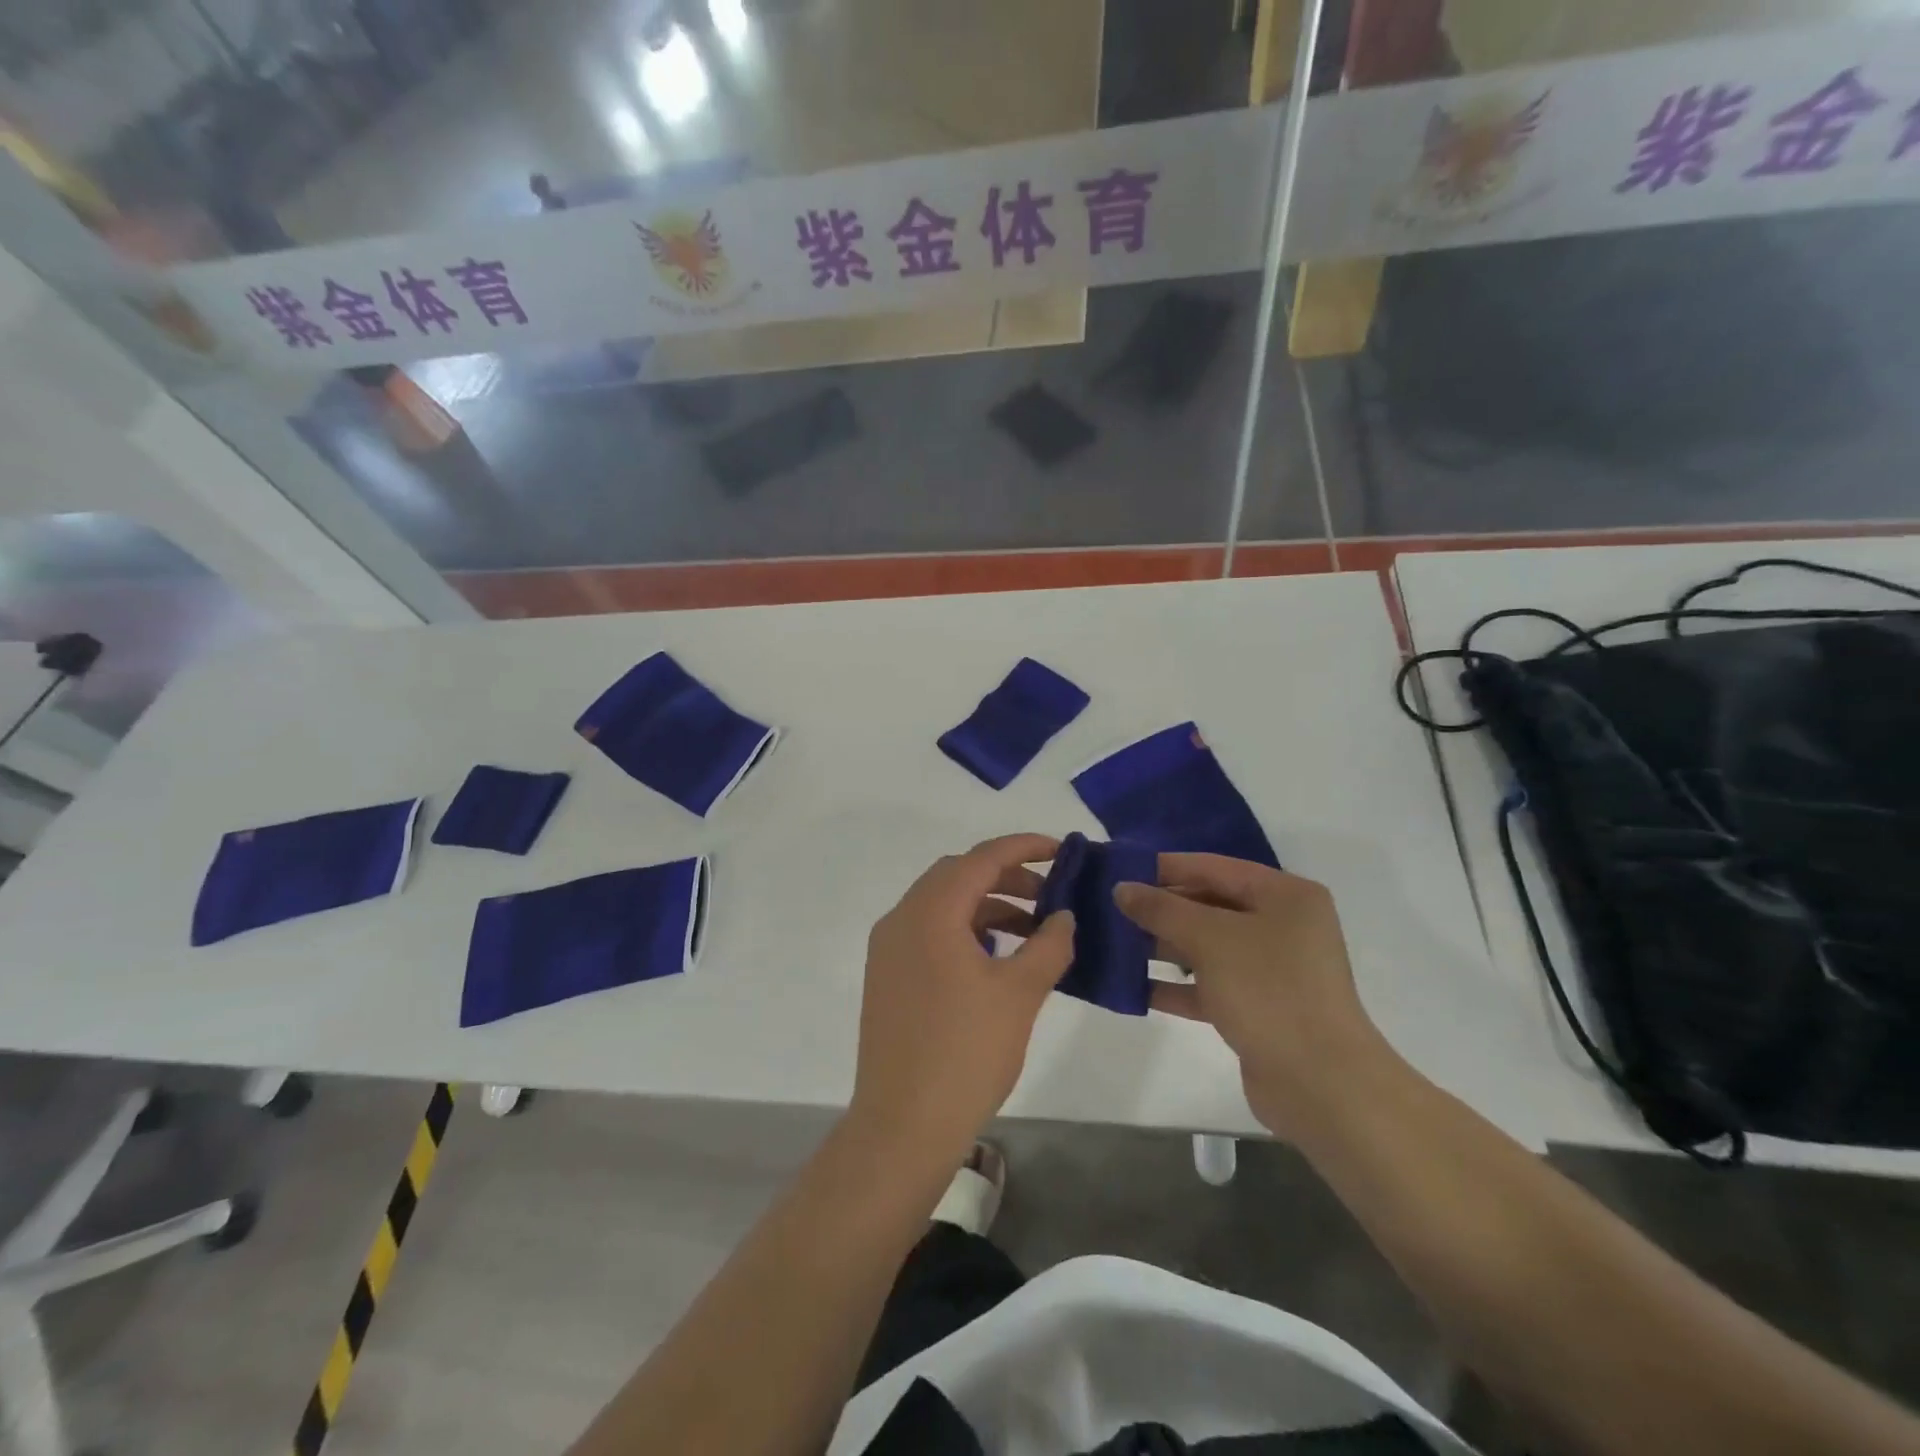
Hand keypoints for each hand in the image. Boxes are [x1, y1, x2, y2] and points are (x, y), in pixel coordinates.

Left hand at [850, 834, 1074, 1165]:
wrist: (903, 1125)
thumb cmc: (966, 1052)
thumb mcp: (1020, 993)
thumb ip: (1049, 944)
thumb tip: (1064, 916)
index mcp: (930, 911)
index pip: (981, 858)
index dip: (1024, 847)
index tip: (1060, 849)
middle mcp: (902, 918)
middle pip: (958, 876)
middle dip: (1007, 878)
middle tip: (1050, 896)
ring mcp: (889, 949)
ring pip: (943, 906)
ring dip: (987, 907)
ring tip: (1032, 932)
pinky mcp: (887, 976)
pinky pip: (930, 933)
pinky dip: (966, 932)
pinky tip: (997, 959)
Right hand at [1115, 855, 1399, 1140]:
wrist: (1321, 1085)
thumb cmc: (1269, 990)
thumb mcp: (1210, 938)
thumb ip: (1162, 909)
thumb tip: (1122, 888)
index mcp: (1284, 895)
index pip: (1214, 867)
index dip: (1164, 867)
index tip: (1119, 869)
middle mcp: (1282, 925)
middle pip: (1209, 905)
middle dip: (1160, 909)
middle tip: (1109, 908)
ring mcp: (1272, 970)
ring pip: (1206, 946)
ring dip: (1162, 946)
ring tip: (1113, 944)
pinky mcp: (1259, 1008)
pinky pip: (1209, 985)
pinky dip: (1175, 985)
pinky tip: (1133, 987)